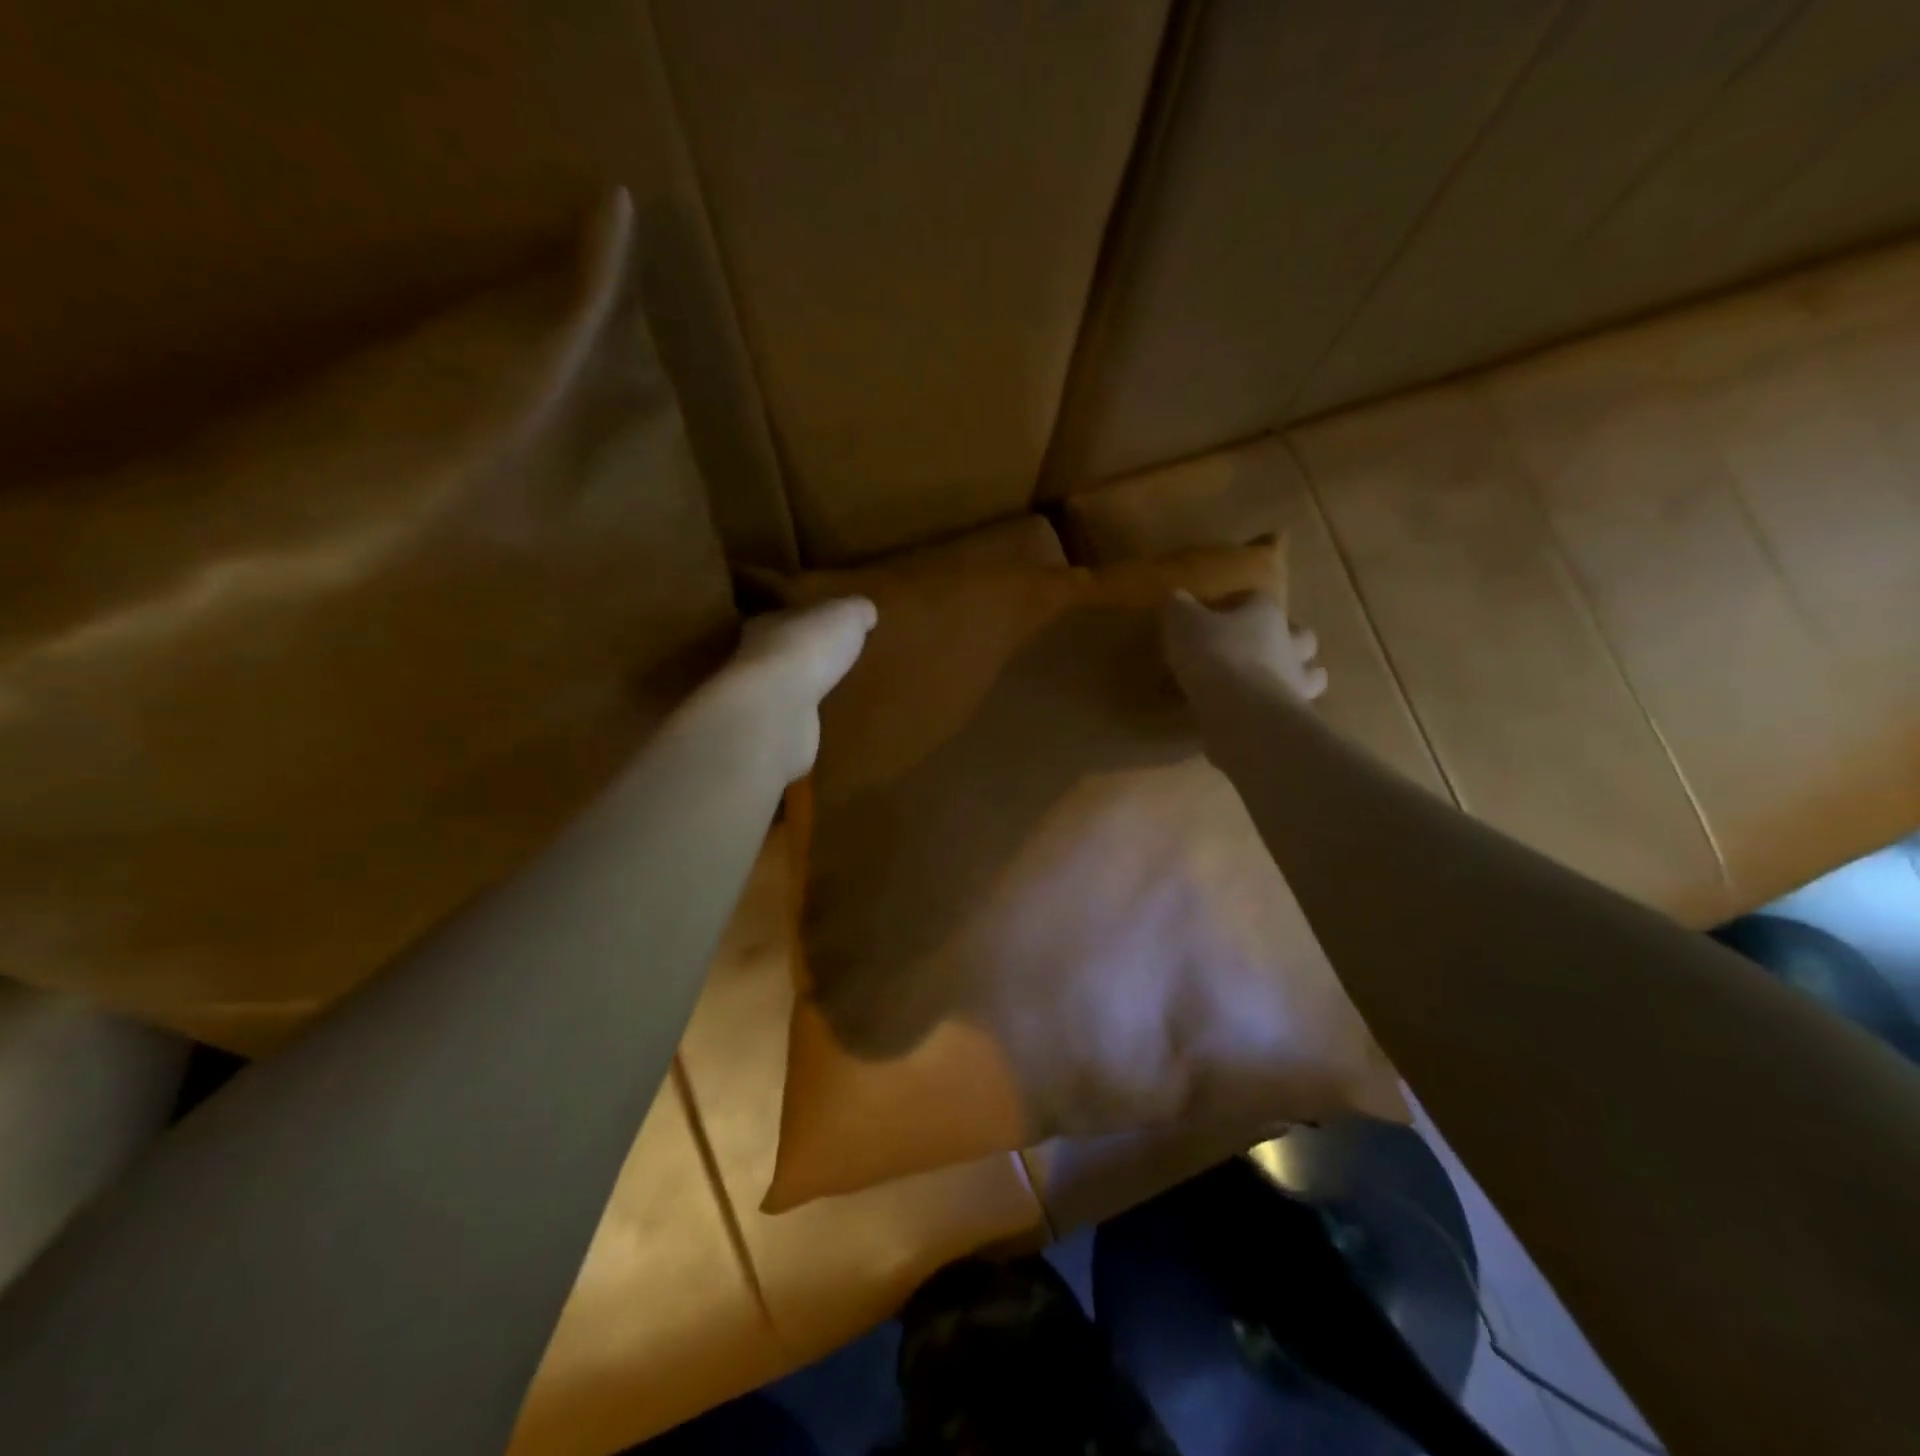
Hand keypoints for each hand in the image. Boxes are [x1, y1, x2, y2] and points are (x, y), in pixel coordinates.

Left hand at [688, 596, 876, 783]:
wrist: (778, 711)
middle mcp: (756, 660)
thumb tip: (865, 611)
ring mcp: (762, 701)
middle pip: (783, 654)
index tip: (826, 625)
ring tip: (838, 694)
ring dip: (807, 692)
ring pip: (787, 690)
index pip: (785, 617)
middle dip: (807, 657)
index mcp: (767, 625)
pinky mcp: (771, 734)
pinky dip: (806, 723)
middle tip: (837, 661)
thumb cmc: (808, 650)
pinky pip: (794, 723)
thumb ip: (855, 610)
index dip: (805, 619)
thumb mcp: (845, 615)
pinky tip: (827, 724)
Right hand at [1160, 589, 1326, 705]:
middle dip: (1287, 639)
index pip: (1260, 599)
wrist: (1242, 713)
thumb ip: (1180, 609)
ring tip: (1268, 686)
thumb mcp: (1184, 625)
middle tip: (1261, 649)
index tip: (1221, 614)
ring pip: (1310, 675)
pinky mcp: (1293, 718)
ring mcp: (1298, 684)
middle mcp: (1290, 645)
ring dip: (1294, 678)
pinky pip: (1290, 710)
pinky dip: (1279, 711)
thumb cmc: (1215, 657)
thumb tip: (1177, 597)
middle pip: (1301, 636)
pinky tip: (1258, 717)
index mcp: (1267, 614)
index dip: (1241, 603)